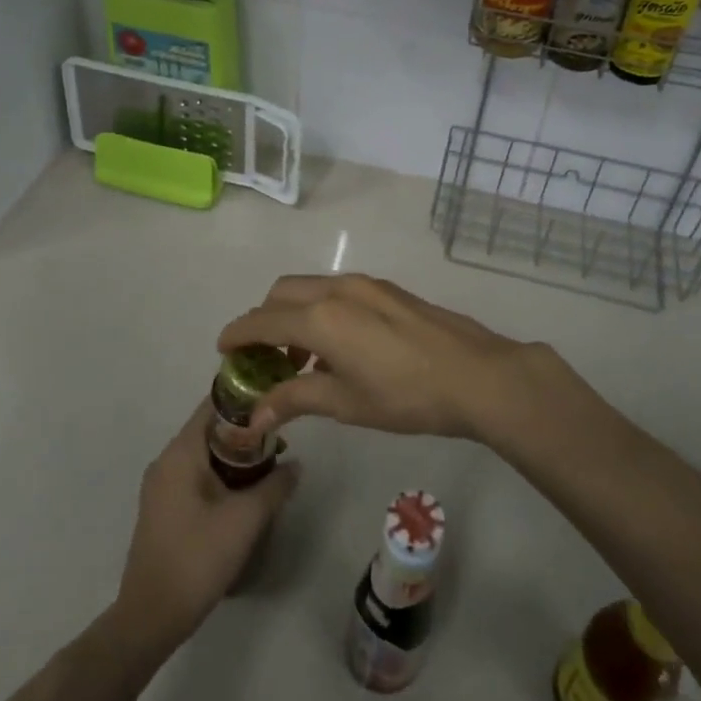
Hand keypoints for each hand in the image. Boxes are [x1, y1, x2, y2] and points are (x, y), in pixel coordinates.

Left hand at [112, 403, 298, 654]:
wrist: (150, 618)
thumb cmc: (197, 559)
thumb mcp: (245, 520)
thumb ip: (275, 486)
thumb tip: (296, 464)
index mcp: (180, 453)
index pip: (213, 405)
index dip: (245, 400)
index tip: (276, 403)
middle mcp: (166, 461)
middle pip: (211, 429)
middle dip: (247, 433)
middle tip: (282, 443)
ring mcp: (162, 486)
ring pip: (206, 455)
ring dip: (237, 457)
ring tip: (271, 469)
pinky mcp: (164, 508)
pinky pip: (197, 476)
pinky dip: (222, 475)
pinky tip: (246, 494)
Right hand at [216, 274, 561, 444]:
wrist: (477, 374)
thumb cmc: (406, 395)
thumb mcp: (346, 403)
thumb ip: (296, 399)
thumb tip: (255, 415)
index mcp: (321, 317)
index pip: (262, 320)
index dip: (238, 334)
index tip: (223, 350)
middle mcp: (338, 289)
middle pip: (282, 293)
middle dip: (264, 320)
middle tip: (263, 359)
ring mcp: (366, 285)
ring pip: (311, 288)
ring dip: (294, 315)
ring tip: (301, 361)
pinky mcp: (388, 290)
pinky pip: (337, 290)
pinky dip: (320, 310)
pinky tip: (337, 348)